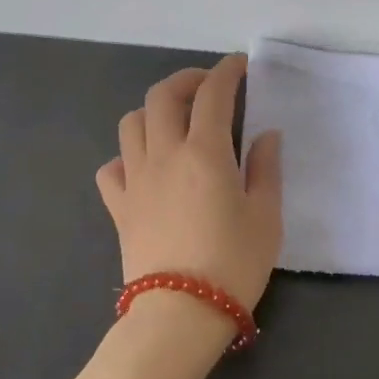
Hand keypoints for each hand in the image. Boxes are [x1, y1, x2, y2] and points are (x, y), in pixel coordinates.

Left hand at [97, 55, 284, 314]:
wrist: (181, 312)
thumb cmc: (234, 263)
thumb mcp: (267, 216)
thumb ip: (266, 169)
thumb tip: (265, 135)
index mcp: (205, 152)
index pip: (213, 94)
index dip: (227, 72)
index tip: (239, 66)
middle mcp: (164, 154)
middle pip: (162, 96)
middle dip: (186, 80)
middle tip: (207, 87)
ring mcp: (136, 179)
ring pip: (131, 123)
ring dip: (152, 111)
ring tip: (173, 122)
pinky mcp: (119, 206)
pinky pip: (112, 167)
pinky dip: (127, 157)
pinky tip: (145, 167)